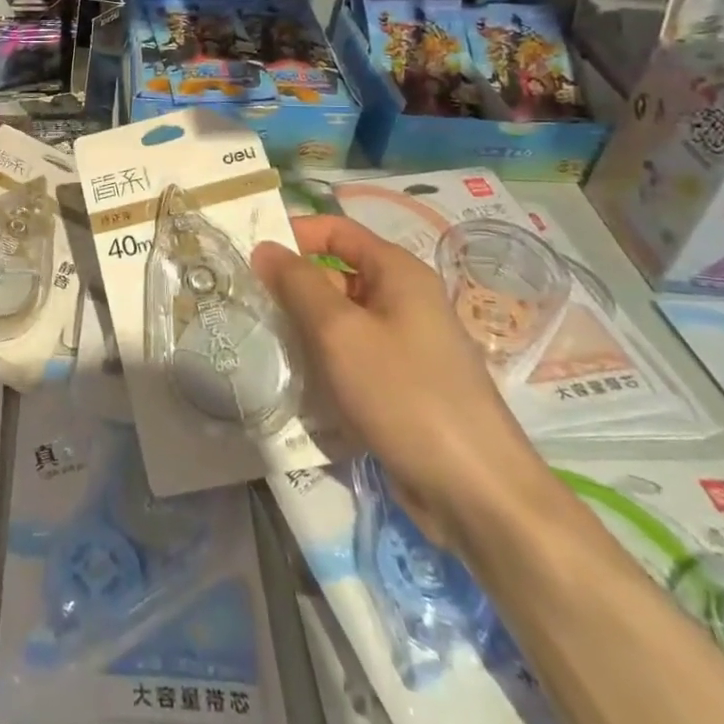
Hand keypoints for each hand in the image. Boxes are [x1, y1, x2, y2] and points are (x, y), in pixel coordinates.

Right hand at [253, 215, 555, 550]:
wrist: (476, 493)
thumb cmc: (406, 395)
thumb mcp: (340, 332)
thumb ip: (297, 284)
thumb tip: (265, 248)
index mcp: (398, 273)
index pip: (336, 230)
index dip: (294, 234)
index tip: (250, 255)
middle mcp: (405, 300)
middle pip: (337, 275)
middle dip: (293, 287)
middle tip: (247, 304)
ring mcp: (405, 345)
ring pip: (340, 320)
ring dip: (304, 328)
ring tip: (263, 342)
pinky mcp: (401, 385)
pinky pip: (352, 356)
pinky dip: (324, 362)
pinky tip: (296, 381)